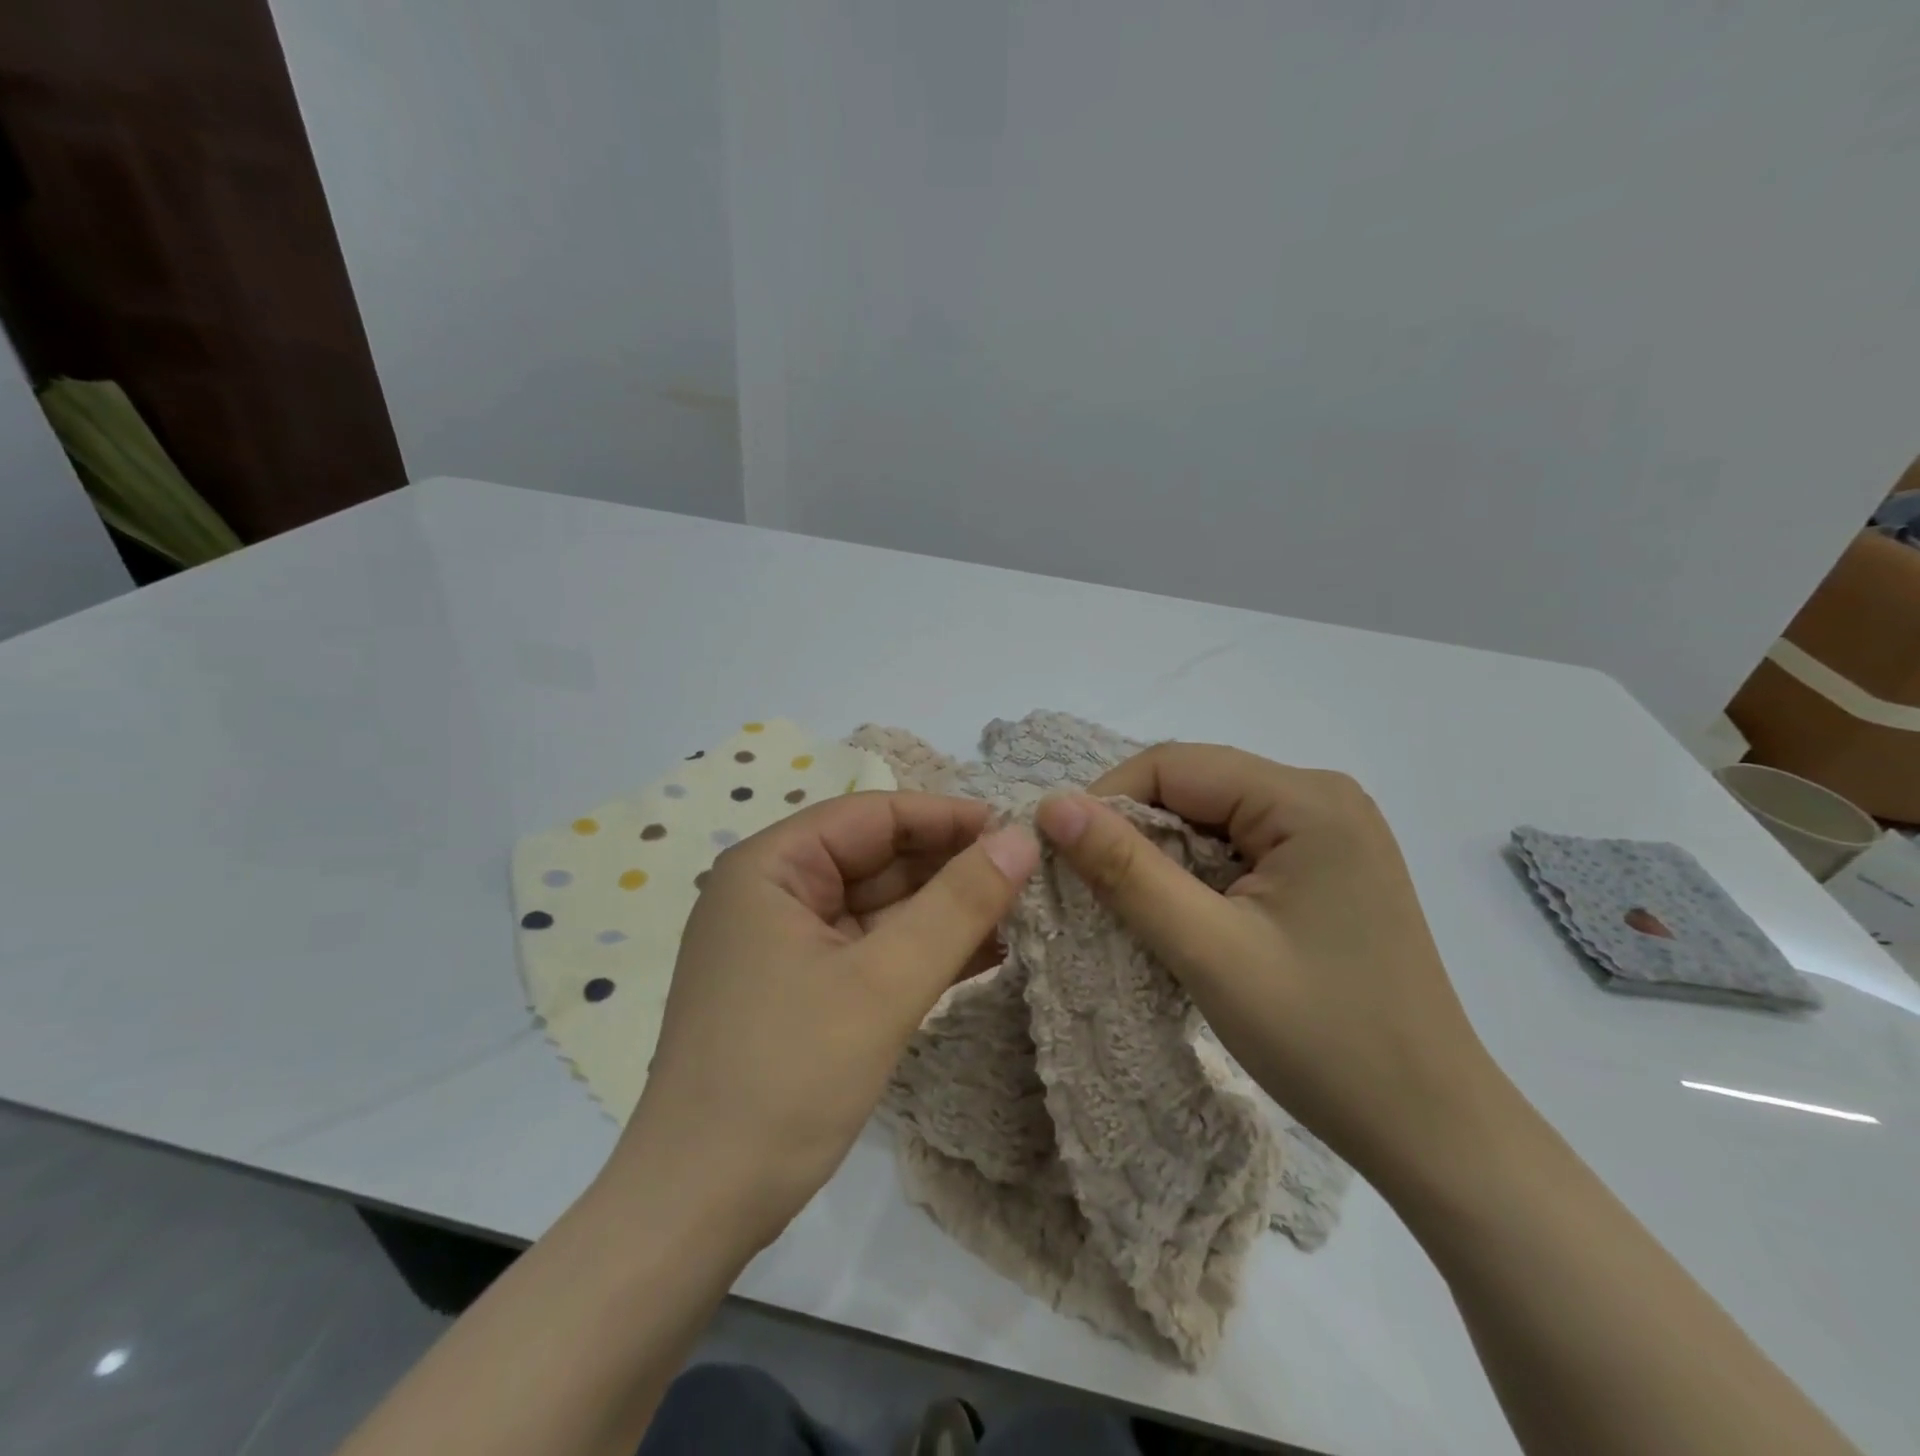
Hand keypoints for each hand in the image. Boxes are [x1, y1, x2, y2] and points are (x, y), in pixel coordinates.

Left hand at [610, 792, 1039, 1251]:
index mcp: (770, 867)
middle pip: (877, 859)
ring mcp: (784, 944)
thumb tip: (1020, 840)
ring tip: (1022, 914)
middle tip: (1030, 878)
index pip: (873, 815)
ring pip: (879, 907)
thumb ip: (958, 905)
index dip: (948, 818)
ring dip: (945, 912)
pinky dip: (922, 951)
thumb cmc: (786, 1078)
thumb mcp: (883, 984)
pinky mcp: (800, 989)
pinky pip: (870, 950)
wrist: (695, 1210)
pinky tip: (986, 955)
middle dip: (952, 868)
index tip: (1018, 831)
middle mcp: (772, 893)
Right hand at [1035, 745, 1509, 1184]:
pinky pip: (1238, 848)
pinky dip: (1196, 875)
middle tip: (1090, 890)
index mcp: (1305, 799)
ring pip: (1211, 818)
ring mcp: (1330, 832)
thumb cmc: (1324, 1040)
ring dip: (1162, 856)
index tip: (1062, 857)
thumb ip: (1126, 870)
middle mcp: (1322, 797)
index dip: (1106, 802)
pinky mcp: (1327, 867)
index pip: (1173, 766)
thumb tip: (1052, 805)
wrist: (1431, 1129)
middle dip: (1134, 832)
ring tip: (1131, 909)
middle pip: (1194, 787)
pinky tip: (1183, 917)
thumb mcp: (1208, 951)